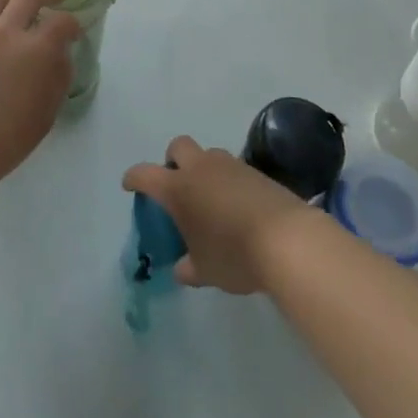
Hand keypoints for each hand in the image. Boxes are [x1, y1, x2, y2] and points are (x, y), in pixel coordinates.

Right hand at [122, 136, 319, 293]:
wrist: (287, 240)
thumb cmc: (234, 255)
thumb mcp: (205, 270)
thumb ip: (188, 267)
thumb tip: (182, 269)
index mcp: (178, 188)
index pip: (145, 174)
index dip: (134, 178)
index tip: (130, 185)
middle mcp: (201, 168)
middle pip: (178, 147)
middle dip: (173, 161)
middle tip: (178, 186)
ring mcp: (230, 166)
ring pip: (208, 155)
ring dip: (204, 170)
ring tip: (211, 200)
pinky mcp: (256, 172)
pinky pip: (233, 169)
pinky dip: (228, 182)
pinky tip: (236, 207)